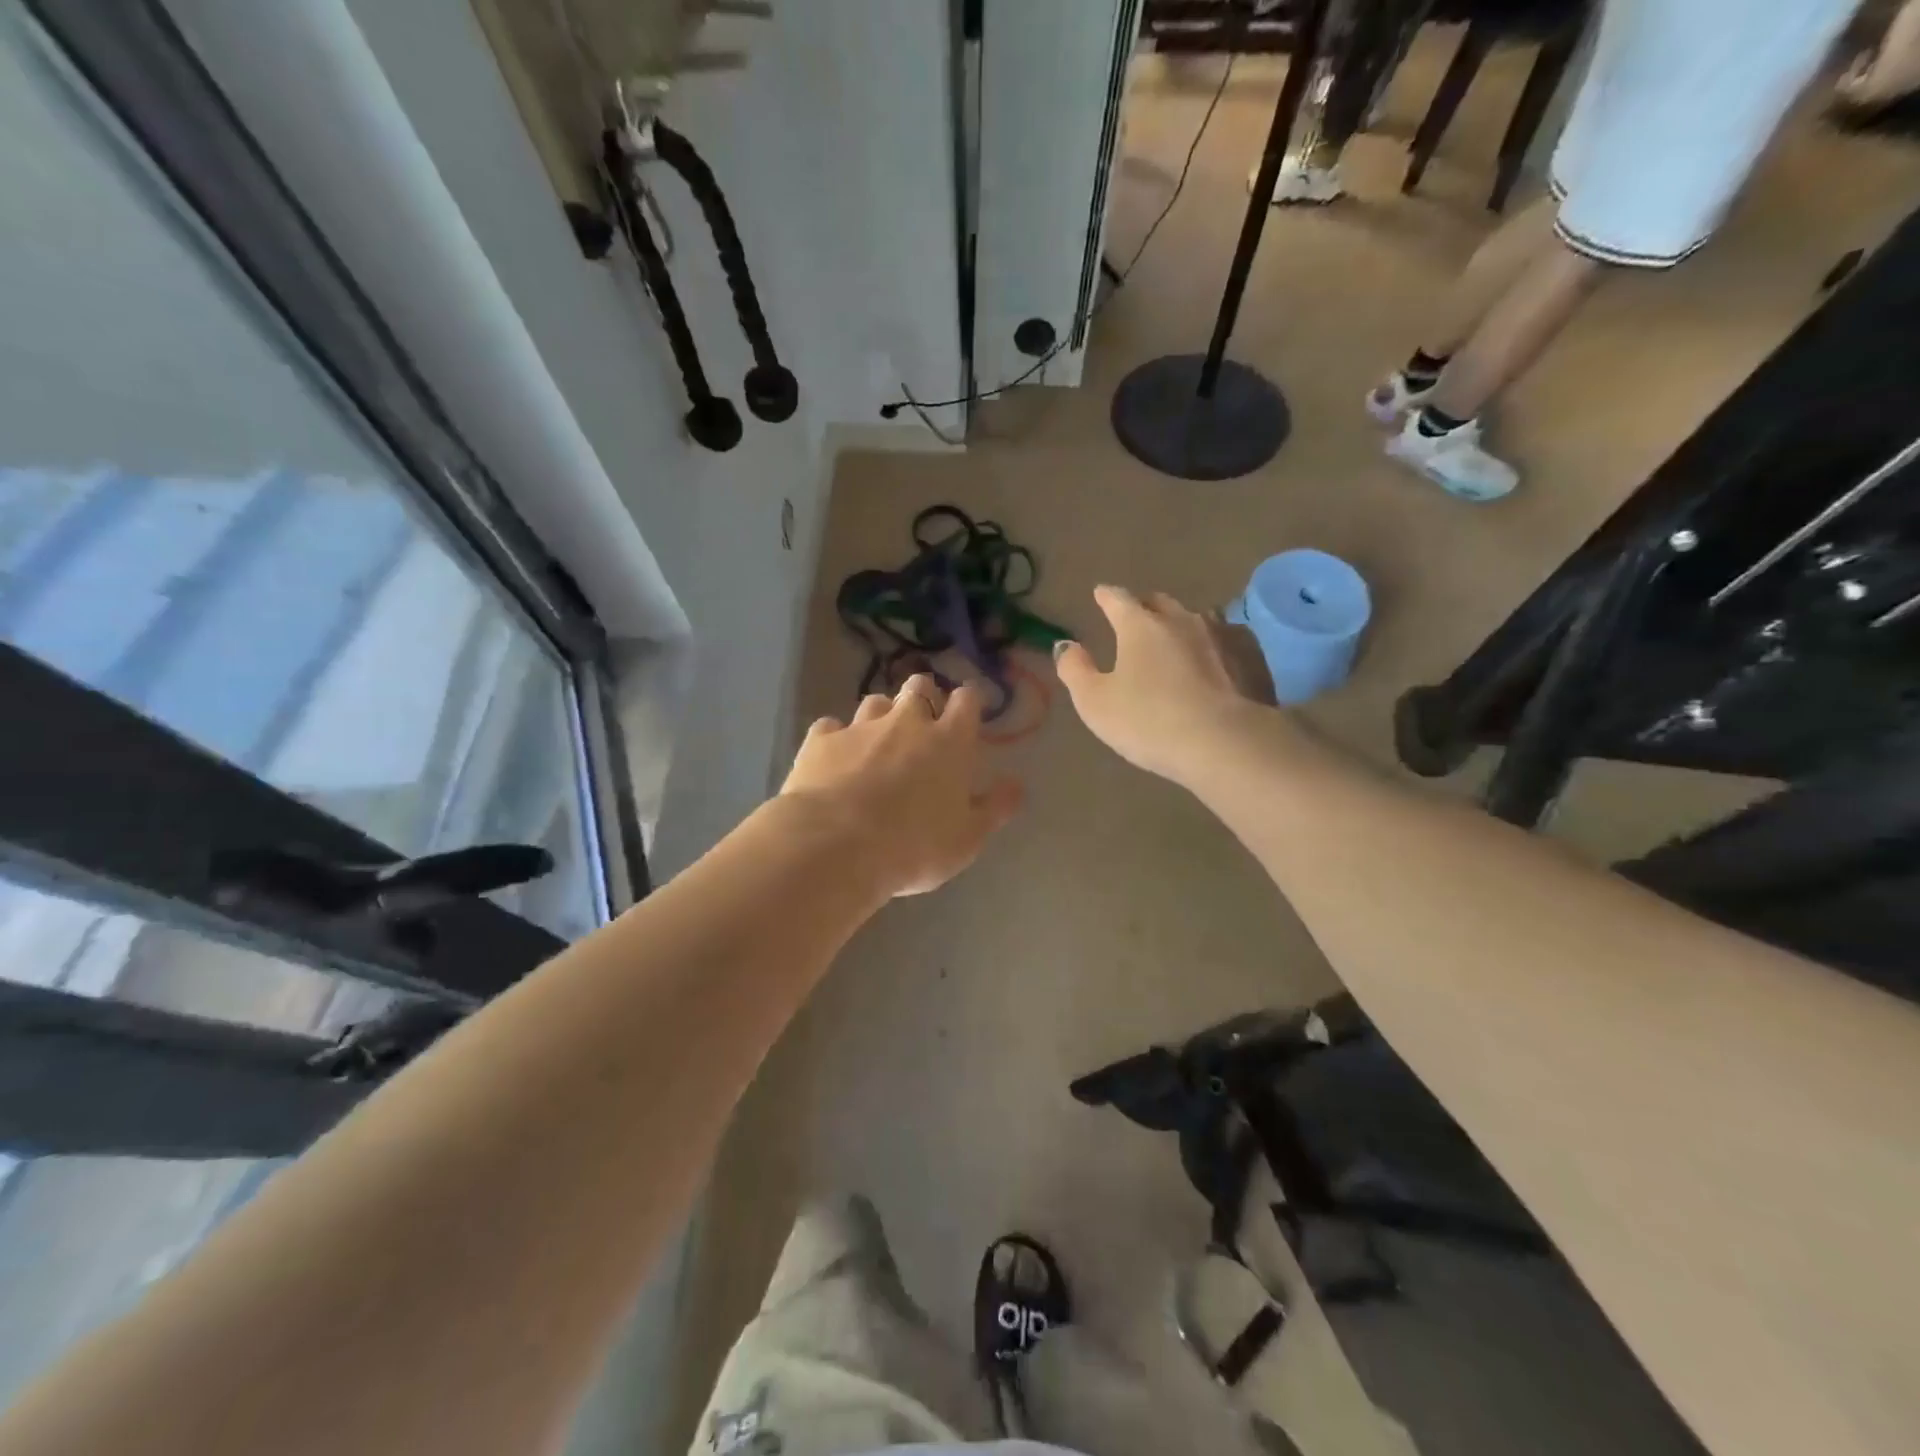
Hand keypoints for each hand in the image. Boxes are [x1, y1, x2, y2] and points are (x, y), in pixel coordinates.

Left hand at [780, 674, 1023, 897]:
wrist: (835, 846)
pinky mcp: (820, 741)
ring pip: (874, 702)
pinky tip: (834, 757)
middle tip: (922, 723)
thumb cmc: (913, 846)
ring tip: (878, 741)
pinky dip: (836, 738)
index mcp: (949, 741)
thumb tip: (1016, 784)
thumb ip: (995, 808)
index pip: (967, 700)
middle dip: (924, 697)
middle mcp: (906, 722)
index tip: (967, 713)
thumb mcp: (967, 839)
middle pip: (919, 687)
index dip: (968, 702)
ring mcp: (860, 727)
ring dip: (881, 715)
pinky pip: (831, 727)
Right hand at [1054, 585, 1266, 783]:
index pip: (1118, 600)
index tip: (1100, 594)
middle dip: (1144, 605)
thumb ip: (1075, 670)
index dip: (1106, 596)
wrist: (1224, 742)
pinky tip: (1214, 657)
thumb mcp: (1095, 702)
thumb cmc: (1148, 721)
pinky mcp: (1250, 657)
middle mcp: (1181, 620)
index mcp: (1140, 626)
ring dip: (1181, 623)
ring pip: (1196, 617)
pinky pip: (1227, 638)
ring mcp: (1220, 635)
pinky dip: (1213, 643)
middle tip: (1136, 614)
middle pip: (1159, 602)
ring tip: (1175, 636)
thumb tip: (1065, 645)